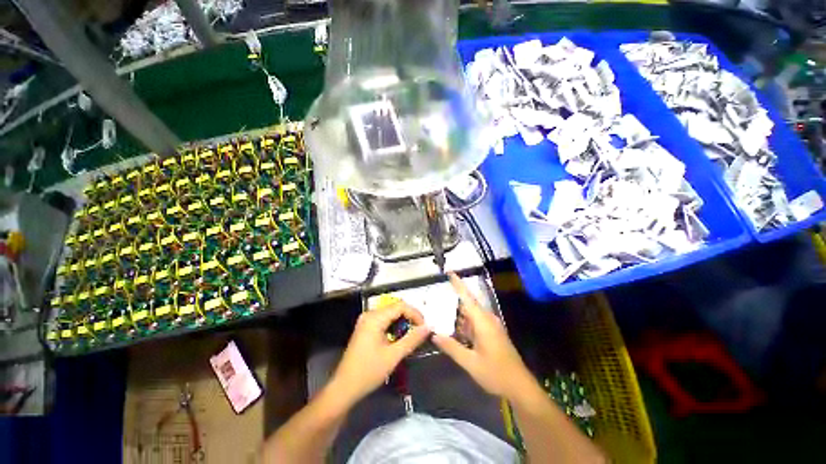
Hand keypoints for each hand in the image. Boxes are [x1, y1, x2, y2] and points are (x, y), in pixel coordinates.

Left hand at [331, 302, 430, 403]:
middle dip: (410, 317)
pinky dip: (394, 326)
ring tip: (412, 336)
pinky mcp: (365, 327)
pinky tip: (399, 338)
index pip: (400, 306)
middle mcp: (370, 314)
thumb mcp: (393, 356)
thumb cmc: (368, 372)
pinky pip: (384, 320)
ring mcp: (366, 320)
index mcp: (375, 318)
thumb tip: (428, 327)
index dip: (415, 314)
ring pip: (390, 313)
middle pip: (395, 308)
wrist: (344, 388)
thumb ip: (412, 339)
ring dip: (403, 322)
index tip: (424, 327)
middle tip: (420, 332)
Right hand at [432, 273, 534, 398]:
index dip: (458, 284)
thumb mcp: (470, 363)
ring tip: (441, 316)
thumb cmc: (496, 374)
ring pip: (471, 315)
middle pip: (468, 305)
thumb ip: (451, 347)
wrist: (520, 387)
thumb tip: (434, 335)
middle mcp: (488, 320)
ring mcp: (491, 326)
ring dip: (458, 316)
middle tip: (436, 302)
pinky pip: (475, 323)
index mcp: (483, 322)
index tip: (450, 272)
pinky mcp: (492, 333)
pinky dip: (465, 325)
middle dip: (453, 303)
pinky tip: (456, 331)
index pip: (468, 298)